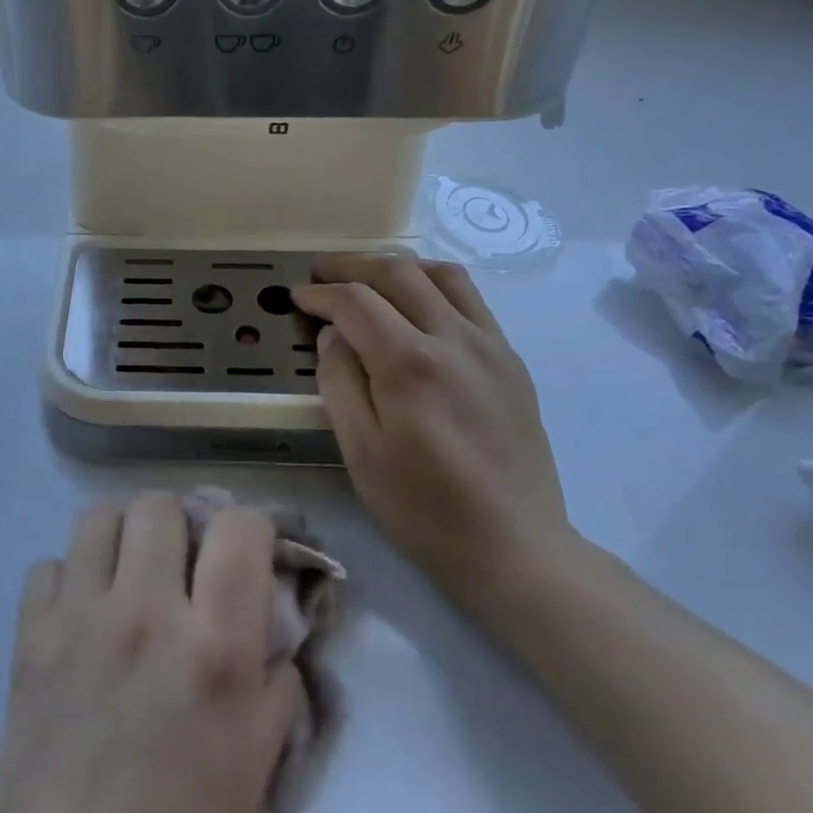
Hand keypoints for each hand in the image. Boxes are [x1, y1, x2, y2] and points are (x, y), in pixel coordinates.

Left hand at [0, 493, 304, 812]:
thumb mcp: (259, 758)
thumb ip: (275, 673)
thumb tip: (270, 620)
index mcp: (214, 646)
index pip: (239, 526)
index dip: (250, 528)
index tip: (246, 552)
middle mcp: (146, 613)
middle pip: (159, 504)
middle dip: (180, 524)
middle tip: (180, 564)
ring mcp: (80, 620)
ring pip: (98, 518)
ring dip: (121, 537)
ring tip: (127, 575)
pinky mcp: (30, 638)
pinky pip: (47, 566)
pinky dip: (68, 579)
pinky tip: (79, 617)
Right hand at [292, 253, 577, 609]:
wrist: (515, 546)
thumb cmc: (424, 507)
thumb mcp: (360, 452)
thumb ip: (339, 383)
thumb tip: (331, 335)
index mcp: (410, 364)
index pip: (355, 302)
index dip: (319, 294)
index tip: (297, 297)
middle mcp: (453, 339)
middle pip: (397, 273)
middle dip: (351, 265)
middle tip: (320, 273)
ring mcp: (490, 345)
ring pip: (441, 274)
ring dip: (396, 266)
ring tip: (368, 279)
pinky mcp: (511, 360)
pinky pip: (471, 299)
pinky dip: (435, 285)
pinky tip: (418, 306)